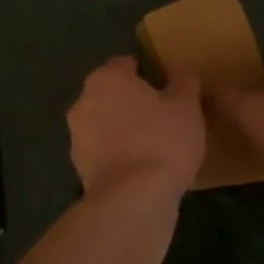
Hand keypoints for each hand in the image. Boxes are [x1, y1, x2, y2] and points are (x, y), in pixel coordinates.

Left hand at [67, 56, 204, 199]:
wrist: (133, 199)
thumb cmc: (162, 141)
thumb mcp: (186, 106)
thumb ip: (183, 83)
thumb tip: (180, 71)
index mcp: (107, 78)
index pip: (125, 64)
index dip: (147, 72)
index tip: (166, 86)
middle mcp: (84, 101)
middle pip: (111, 93)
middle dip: (132, 101)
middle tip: (162, 115)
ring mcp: (77, 136)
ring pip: (104, 123)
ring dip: (122, 129)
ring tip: (153, 144)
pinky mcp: (79, 167)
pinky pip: (103, 151)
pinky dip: (117, 154)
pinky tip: (140, 167)